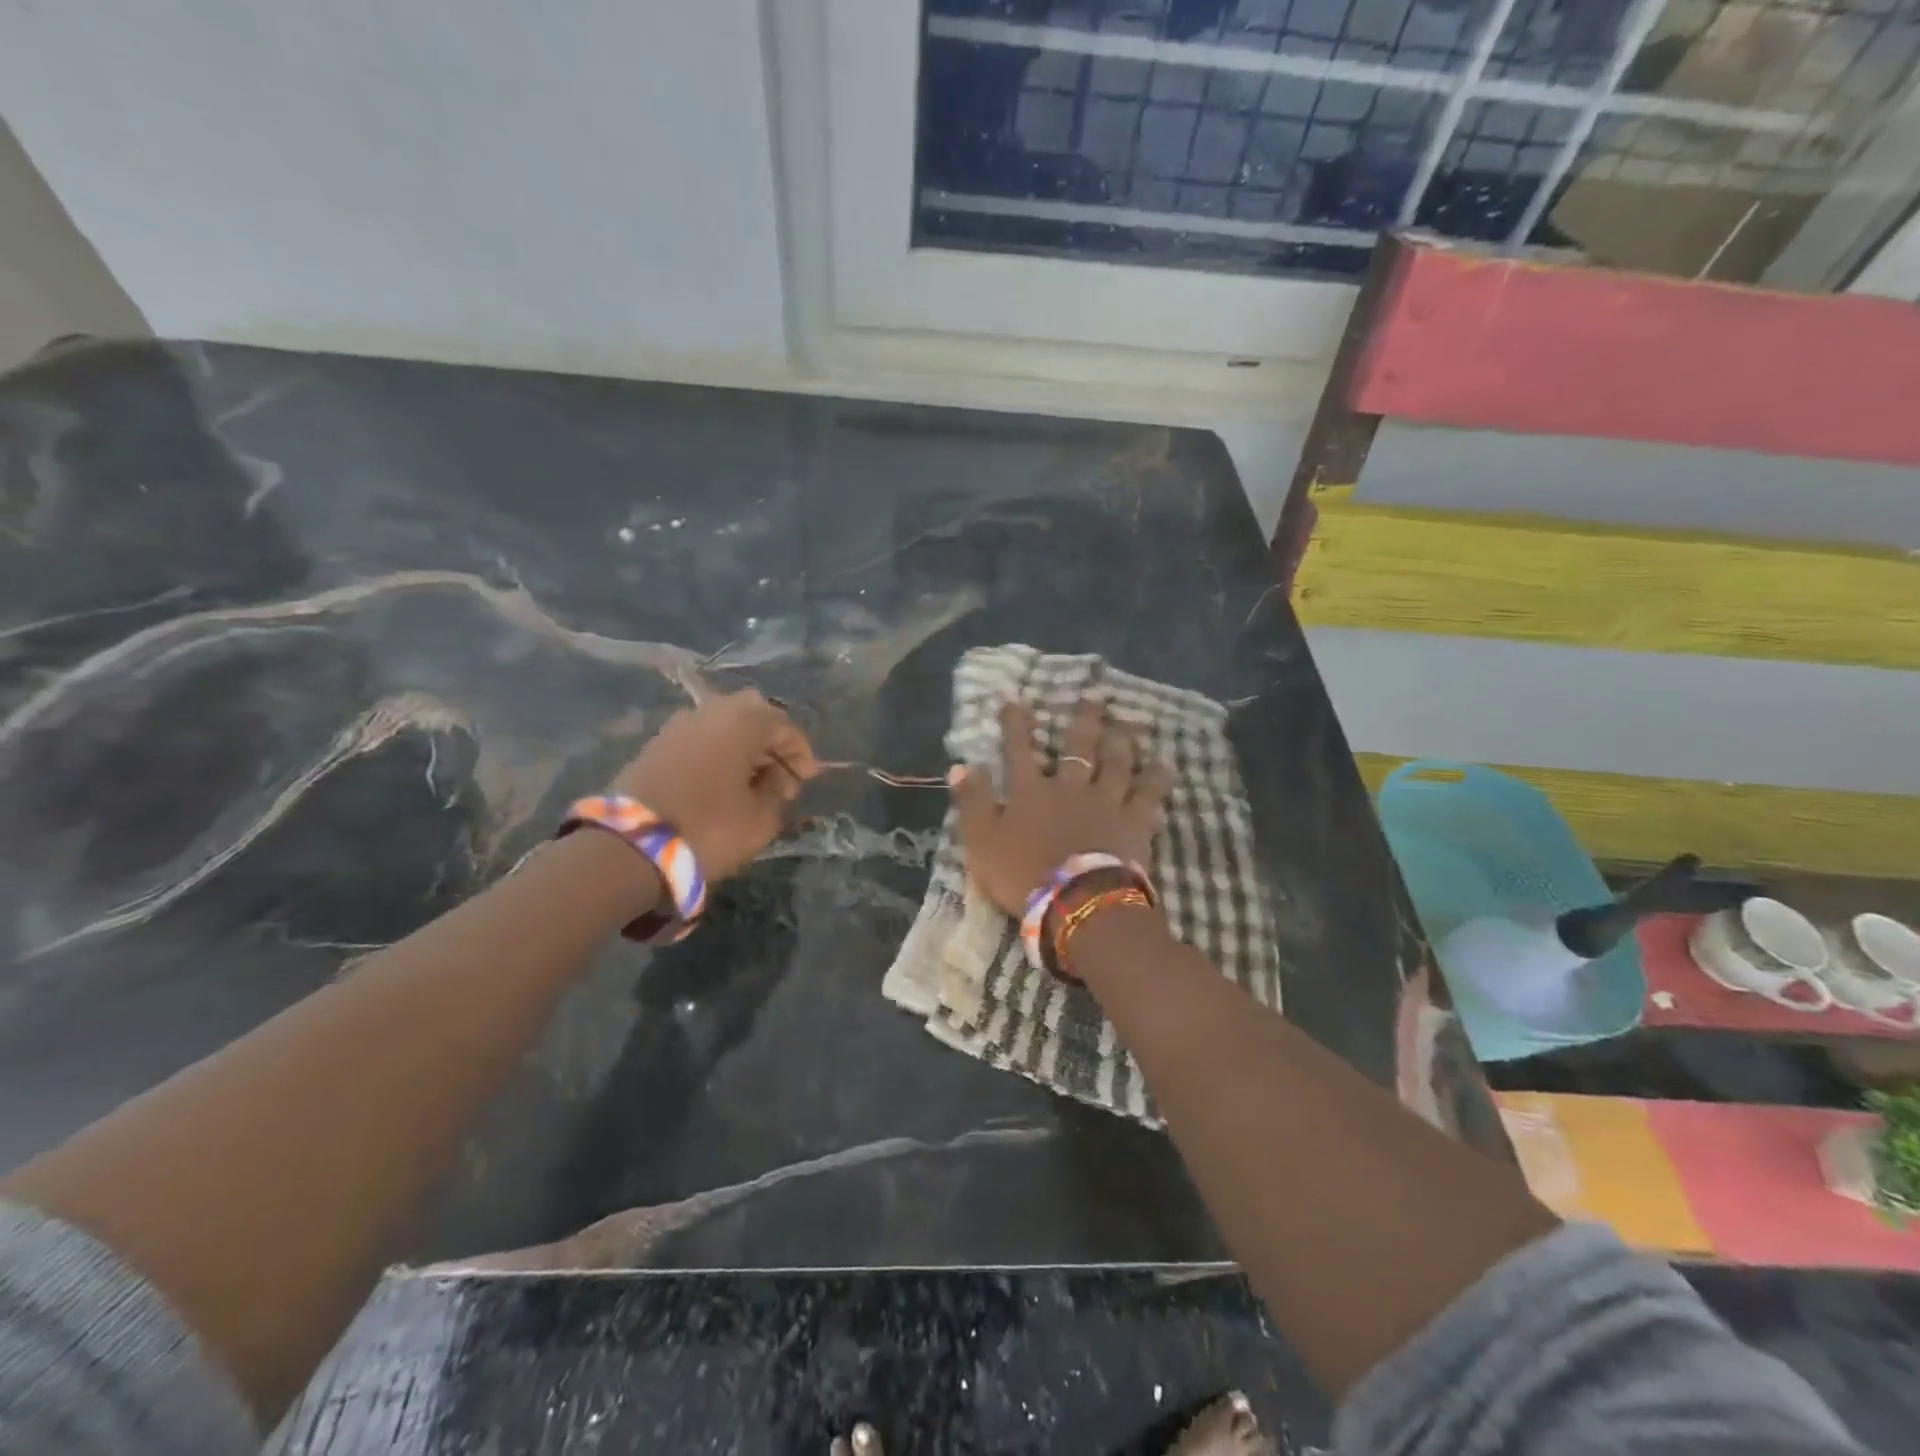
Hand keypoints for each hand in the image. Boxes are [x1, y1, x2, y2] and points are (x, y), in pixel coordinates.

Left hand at [609, 689, 815, 879]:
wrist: (630, 846)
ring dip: (743, 749)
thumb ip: (777, 791)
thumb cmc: (709, 827)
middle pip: (753, 716)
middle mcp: (710, 710)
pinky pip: (700, 740)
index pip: (784, 725)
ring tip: (751, 784)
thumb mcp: (761, 818)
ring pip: (723, 726)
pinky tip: (721, 785)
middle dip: (771, 744)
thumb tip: (775, 779)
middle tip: (780, 777)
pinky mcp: (655, 745)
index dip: (800, 753)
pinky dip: (717, 755)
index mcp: (743, 720)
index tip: (806, 780)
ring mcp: (678, 725)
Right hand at [951, 699, 1171, 915]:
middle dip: (1084, 720)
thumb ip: (972, 802)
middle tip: (1093, 697)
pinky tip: (1164, 764)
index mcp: (1031, 791)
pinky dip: (1157, 778)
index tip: (1015, 700)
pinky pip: (1149, 794)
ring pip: (1117, 763)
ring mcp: (1106, 802)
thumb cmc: (1022, 874)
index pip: (1019, 750)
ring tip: (1128, 723)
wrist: (1075, 902)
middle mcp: (1070, 787)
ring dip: (1122, 740)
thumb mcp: (981, 841)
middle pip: (1078, 747)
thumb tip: (960, 765)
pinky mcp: (1135, 823)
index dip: (1016, 725)